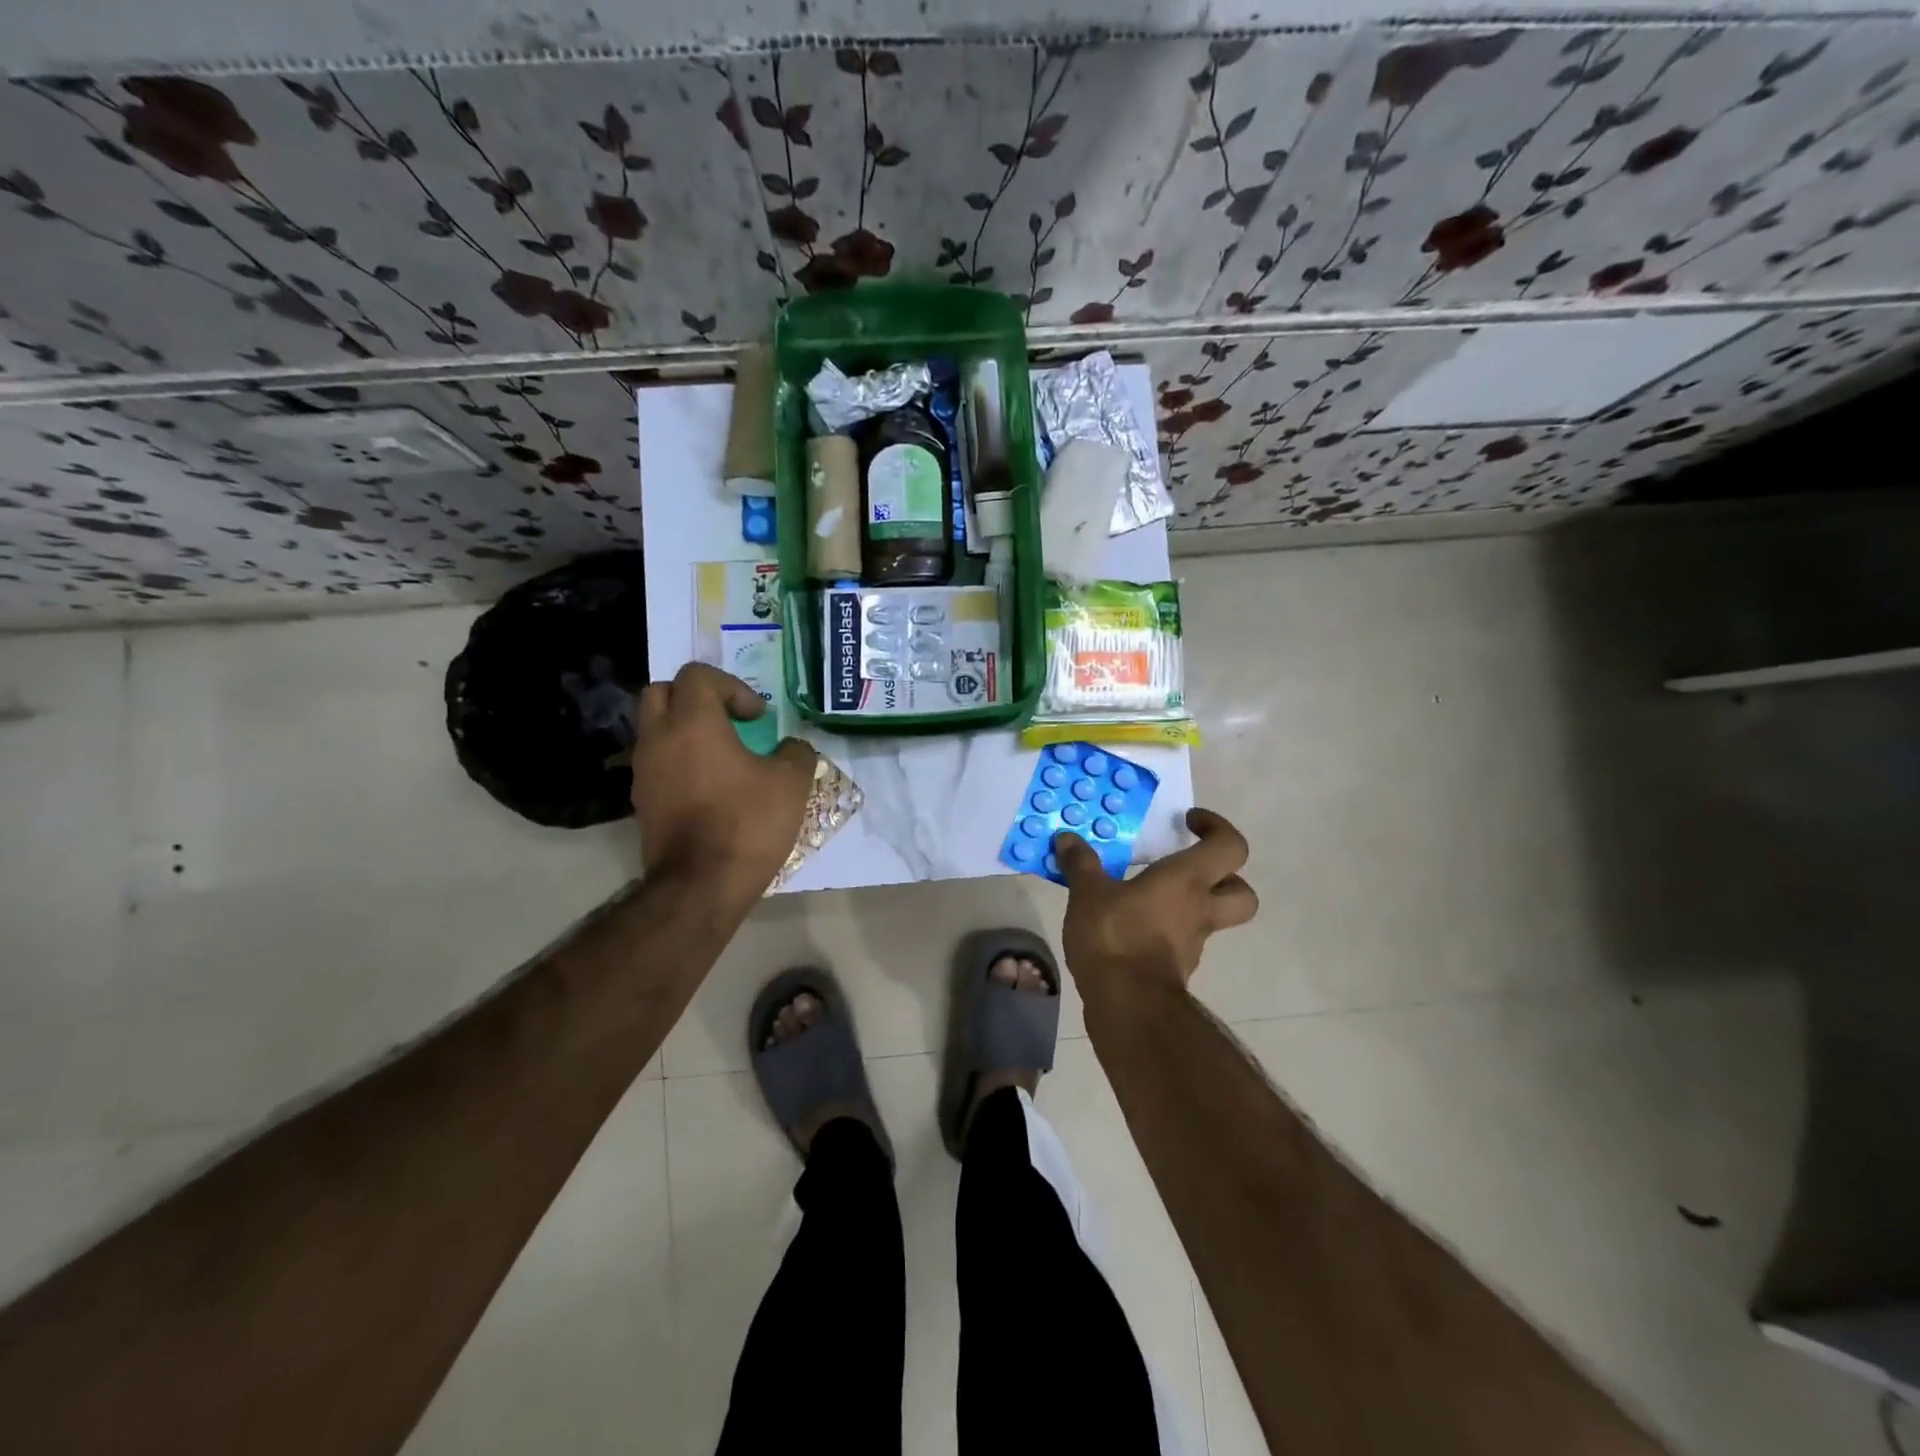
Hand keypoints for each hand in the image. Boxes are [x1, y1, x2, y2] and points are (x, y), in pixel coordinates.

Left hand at [630, 664, 818, 898]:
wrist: (700, 885)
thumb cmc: (747, 823)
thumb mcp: (791, 783)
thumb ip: (796, 752)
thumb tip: (792, 747)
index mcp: (693, 722)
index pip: (697, 675)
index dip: (732, 686)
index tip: (757, 718)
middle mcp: (659, 738)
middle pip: (662, 692)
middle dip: (696, 698)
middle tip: (728, 721)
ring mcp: (643, 771)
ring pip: (655, 728)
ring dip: (685, 731)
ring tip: (722, 756)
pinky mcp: (641, 801)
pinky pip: (656, 763)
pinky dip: (678, 761)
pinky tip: (708, 787)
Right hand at [1056, 808, 1257, 1004]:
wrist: (1126, 1004)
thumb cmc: (1115, 936)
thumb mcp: (1088, 893)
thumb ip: (1081, 864)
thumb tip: (1067, 838)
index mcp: (1187, 880)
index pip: (1230, 846)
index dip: (1217, 828)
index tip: (1189, 822)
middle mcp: (1200, 908)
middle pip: (1243, 891)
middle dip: (1226, 876)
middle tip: (1190, 866)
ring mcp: (1193, 942)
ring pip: (1213, 918)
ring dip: (1192, 904)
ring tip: (1151, 895)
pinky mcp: (1177, 967)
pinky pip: (1182, 940)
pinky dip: (1167, 930)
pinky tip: (1134, 925)